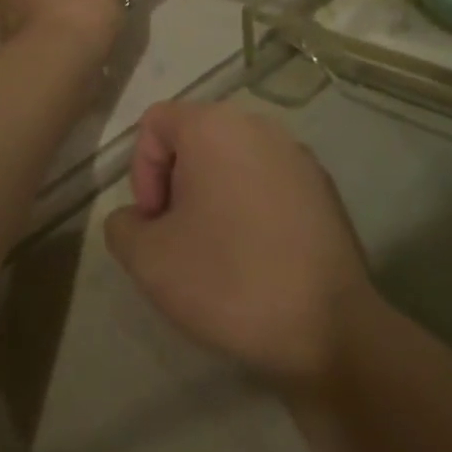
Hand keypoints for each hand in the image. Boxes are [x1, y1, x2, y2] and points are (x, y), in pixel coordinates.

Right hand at [104, 101, 375, 389]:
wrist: (330, 328)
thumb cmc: (229, 280)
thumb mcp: (149, 261)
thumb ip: (121, 227)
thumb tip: (136, 219)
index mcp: (213, 125)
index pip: (155, 123)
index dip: (141, 171)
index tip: (155, 222)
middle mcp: (257, 124)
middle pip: (195, 137)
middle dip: (177, 183)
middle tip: (179, 237)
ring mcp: (296, 153)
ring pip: (233, 159)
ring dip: (214, 194)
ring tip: (218, 250)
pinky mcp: (323, 186)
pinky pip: (268, 181)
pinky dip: (251, 205)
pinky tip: (258, 256)